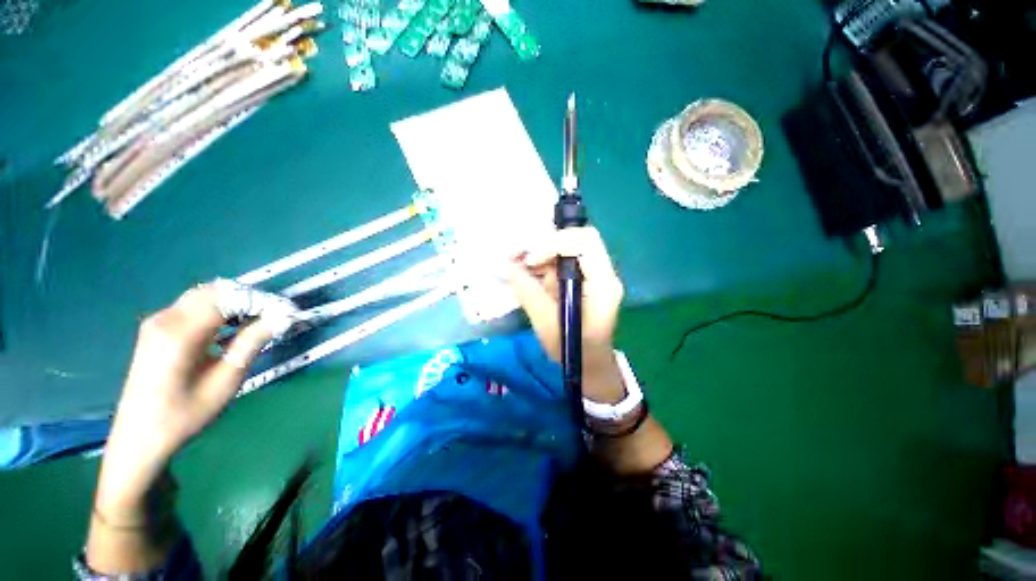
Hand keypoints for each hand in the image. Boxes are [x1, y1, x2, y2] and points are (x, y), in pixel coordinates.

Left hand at [96, 286, 271, 513]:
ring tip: (258, 321)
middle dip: (248, 298)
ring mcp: (157, 323)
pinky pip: (193, 307)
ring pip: (203, 296)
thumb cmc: (185, 414)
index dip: (260, 300)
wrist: (140, 437)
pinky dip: (218, 310)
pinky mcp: (157, 329)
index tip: (286, 312)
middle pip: (213, 291)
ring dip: (234, 302)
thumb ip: (252, 343)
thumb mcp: (225, 381)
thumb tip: (281, 318)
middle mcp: (165, 319)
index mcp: (180, 333)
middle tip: (274, 315)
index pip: (227, 298)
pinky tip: (231, 327)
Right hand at [505, 227, 625, 402]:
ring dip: (541, 254)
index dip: (555, 244)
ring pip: (567, 248)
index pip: (585, 242)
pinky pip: (562, 261)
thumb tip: (508, 267)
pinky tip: (527, 273)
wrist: (590, 365)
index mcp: (603, 284)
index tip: (530, 261)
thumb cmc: (573, 350)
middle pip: (577, 239)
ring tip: (518, 266)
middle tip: (521, 258)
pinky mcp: (583, 280)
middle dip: (546, 244)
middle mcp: (603, 273)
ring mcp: (594, 275)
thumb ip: (528, 292)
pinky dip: (543, 263)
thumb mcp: (547, 324)